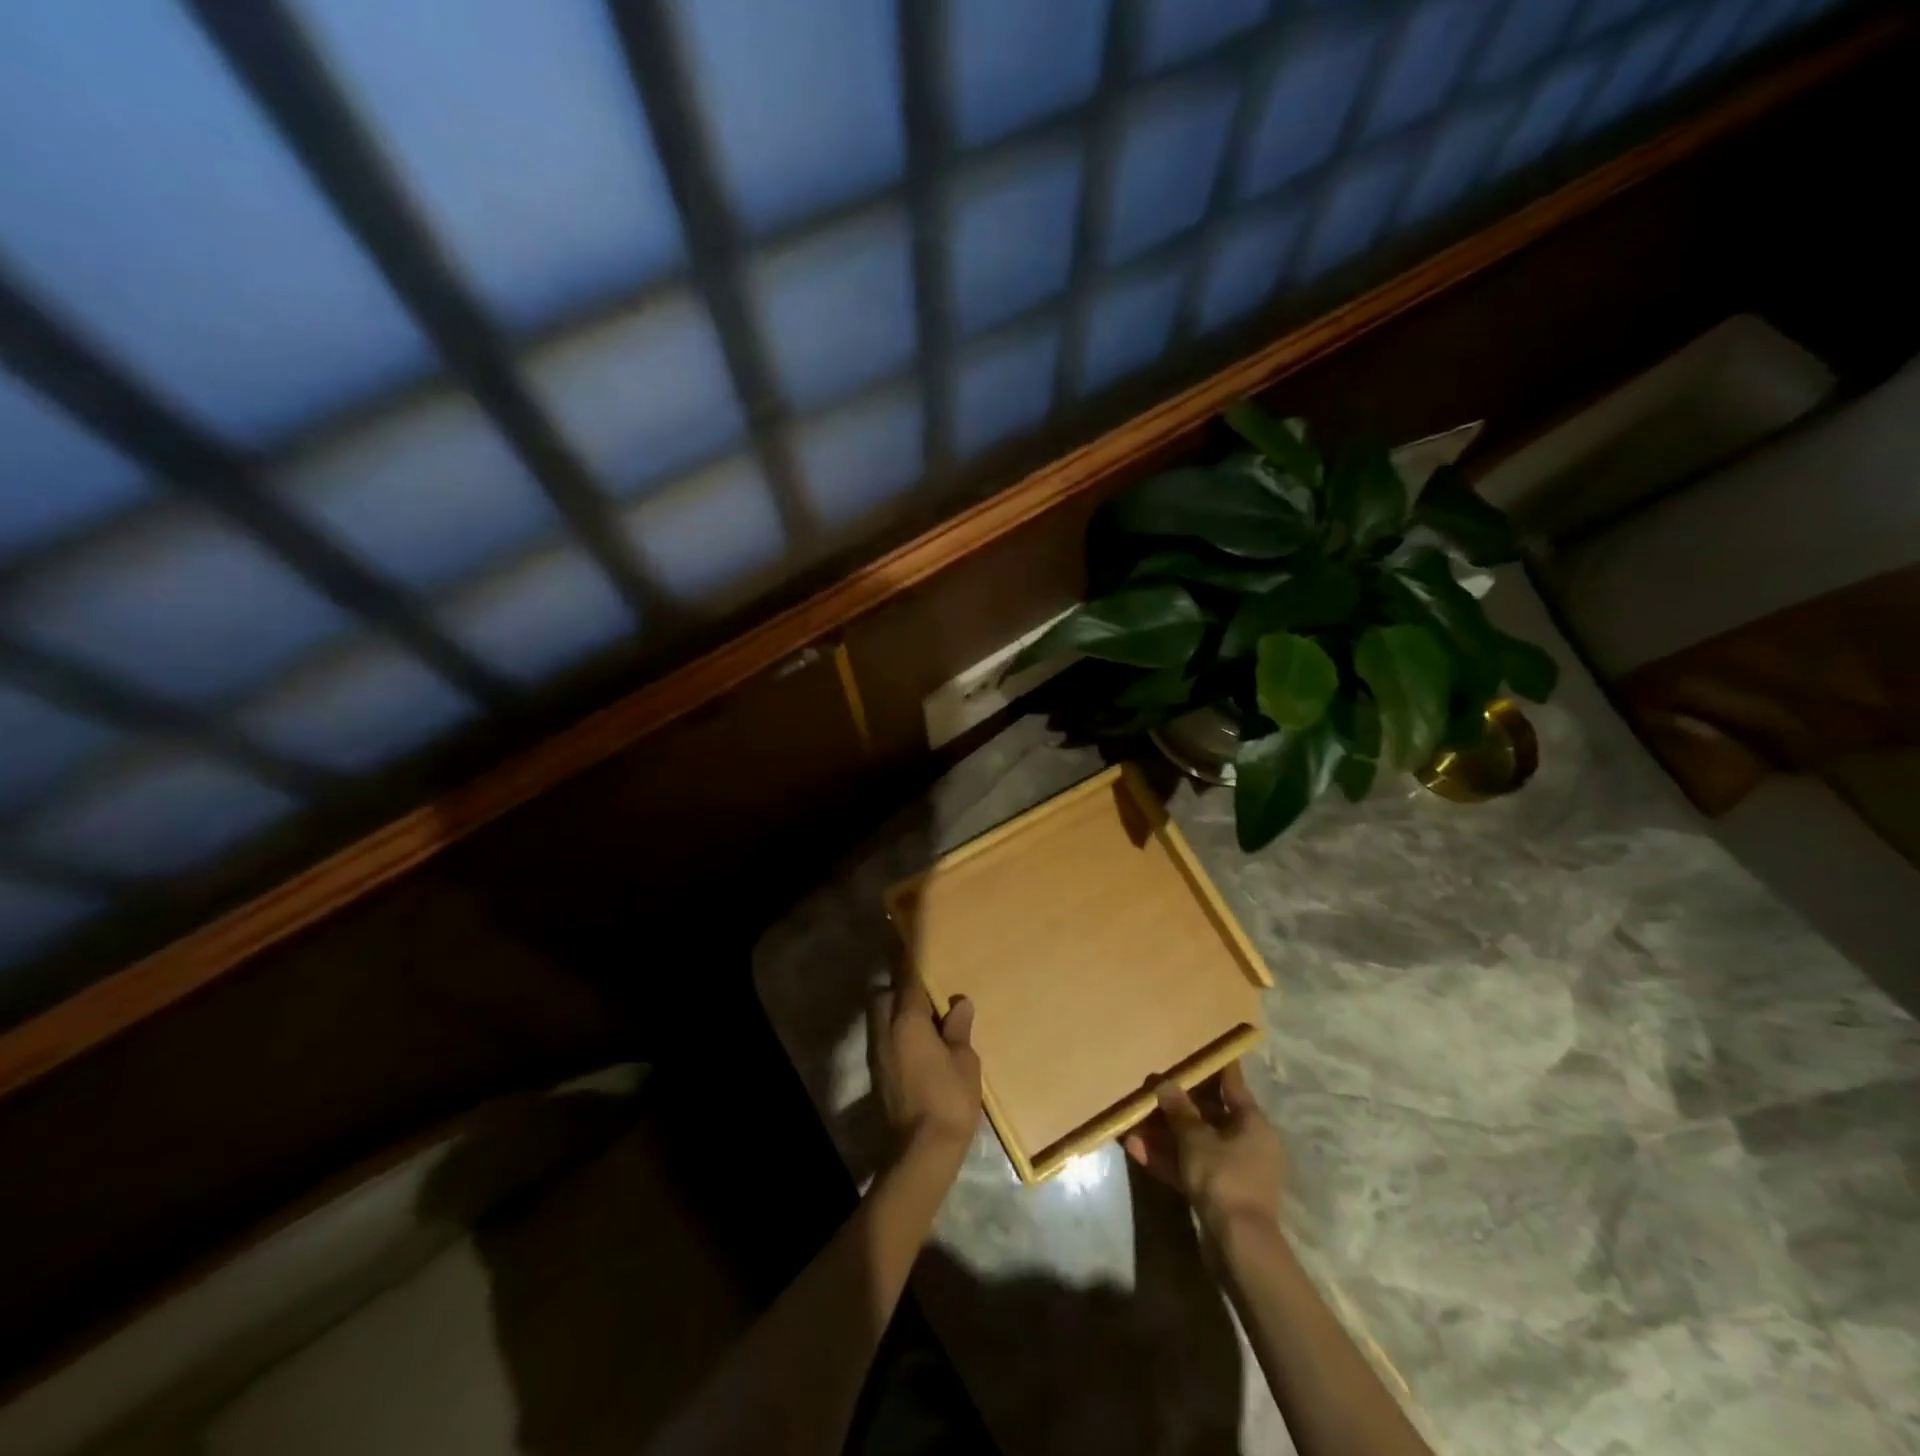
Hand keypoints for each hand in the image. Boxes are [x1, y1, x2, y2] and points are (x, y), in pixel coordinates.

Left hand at [869, 964, 981, 1164]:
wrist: (920, 1152)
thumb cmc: (948, 1100)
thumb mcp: (964, 1061)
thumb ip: (958, 1029)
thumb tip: (959, 1003)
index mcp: (907, 1021)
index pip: (907, 979)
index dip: (912, 961)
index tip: (917, 944)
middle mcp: (885, 1031)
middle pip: (883, 996)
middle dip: (899, 989)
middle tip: (928, 994)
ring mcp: (878, 1054)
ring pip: (881, 1018)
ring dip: (897, 1013)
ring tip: (928, 1020)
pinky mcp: (878, 1074)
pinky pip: (885, 1039)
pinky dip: (897, 1033)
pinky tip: (921, 1046)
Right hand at [1123, 1061, 1285, 1235]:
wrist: (1239, 1247)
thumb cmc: (1224, 1178)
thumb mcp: (1195, 1139)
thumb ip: (1178, 1110)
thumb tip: (1164, 1083)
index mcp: (1253, 1122)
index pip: (1231, 1083)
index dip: (1213, 1065)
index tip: (1196, 1048)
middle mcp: (1247, 1142)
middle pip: (1208, 1115)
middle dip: (1175, 1105)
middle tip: (1149, 1089)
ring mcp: (1234, 1170)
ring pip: (1195, 1143)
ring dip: (1164, 1134)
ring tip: (1132, 1122)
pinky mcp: (1219, 1194)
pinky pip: (1191, 1167)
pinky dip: (1168, 1159)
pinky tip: (1136, 1150)